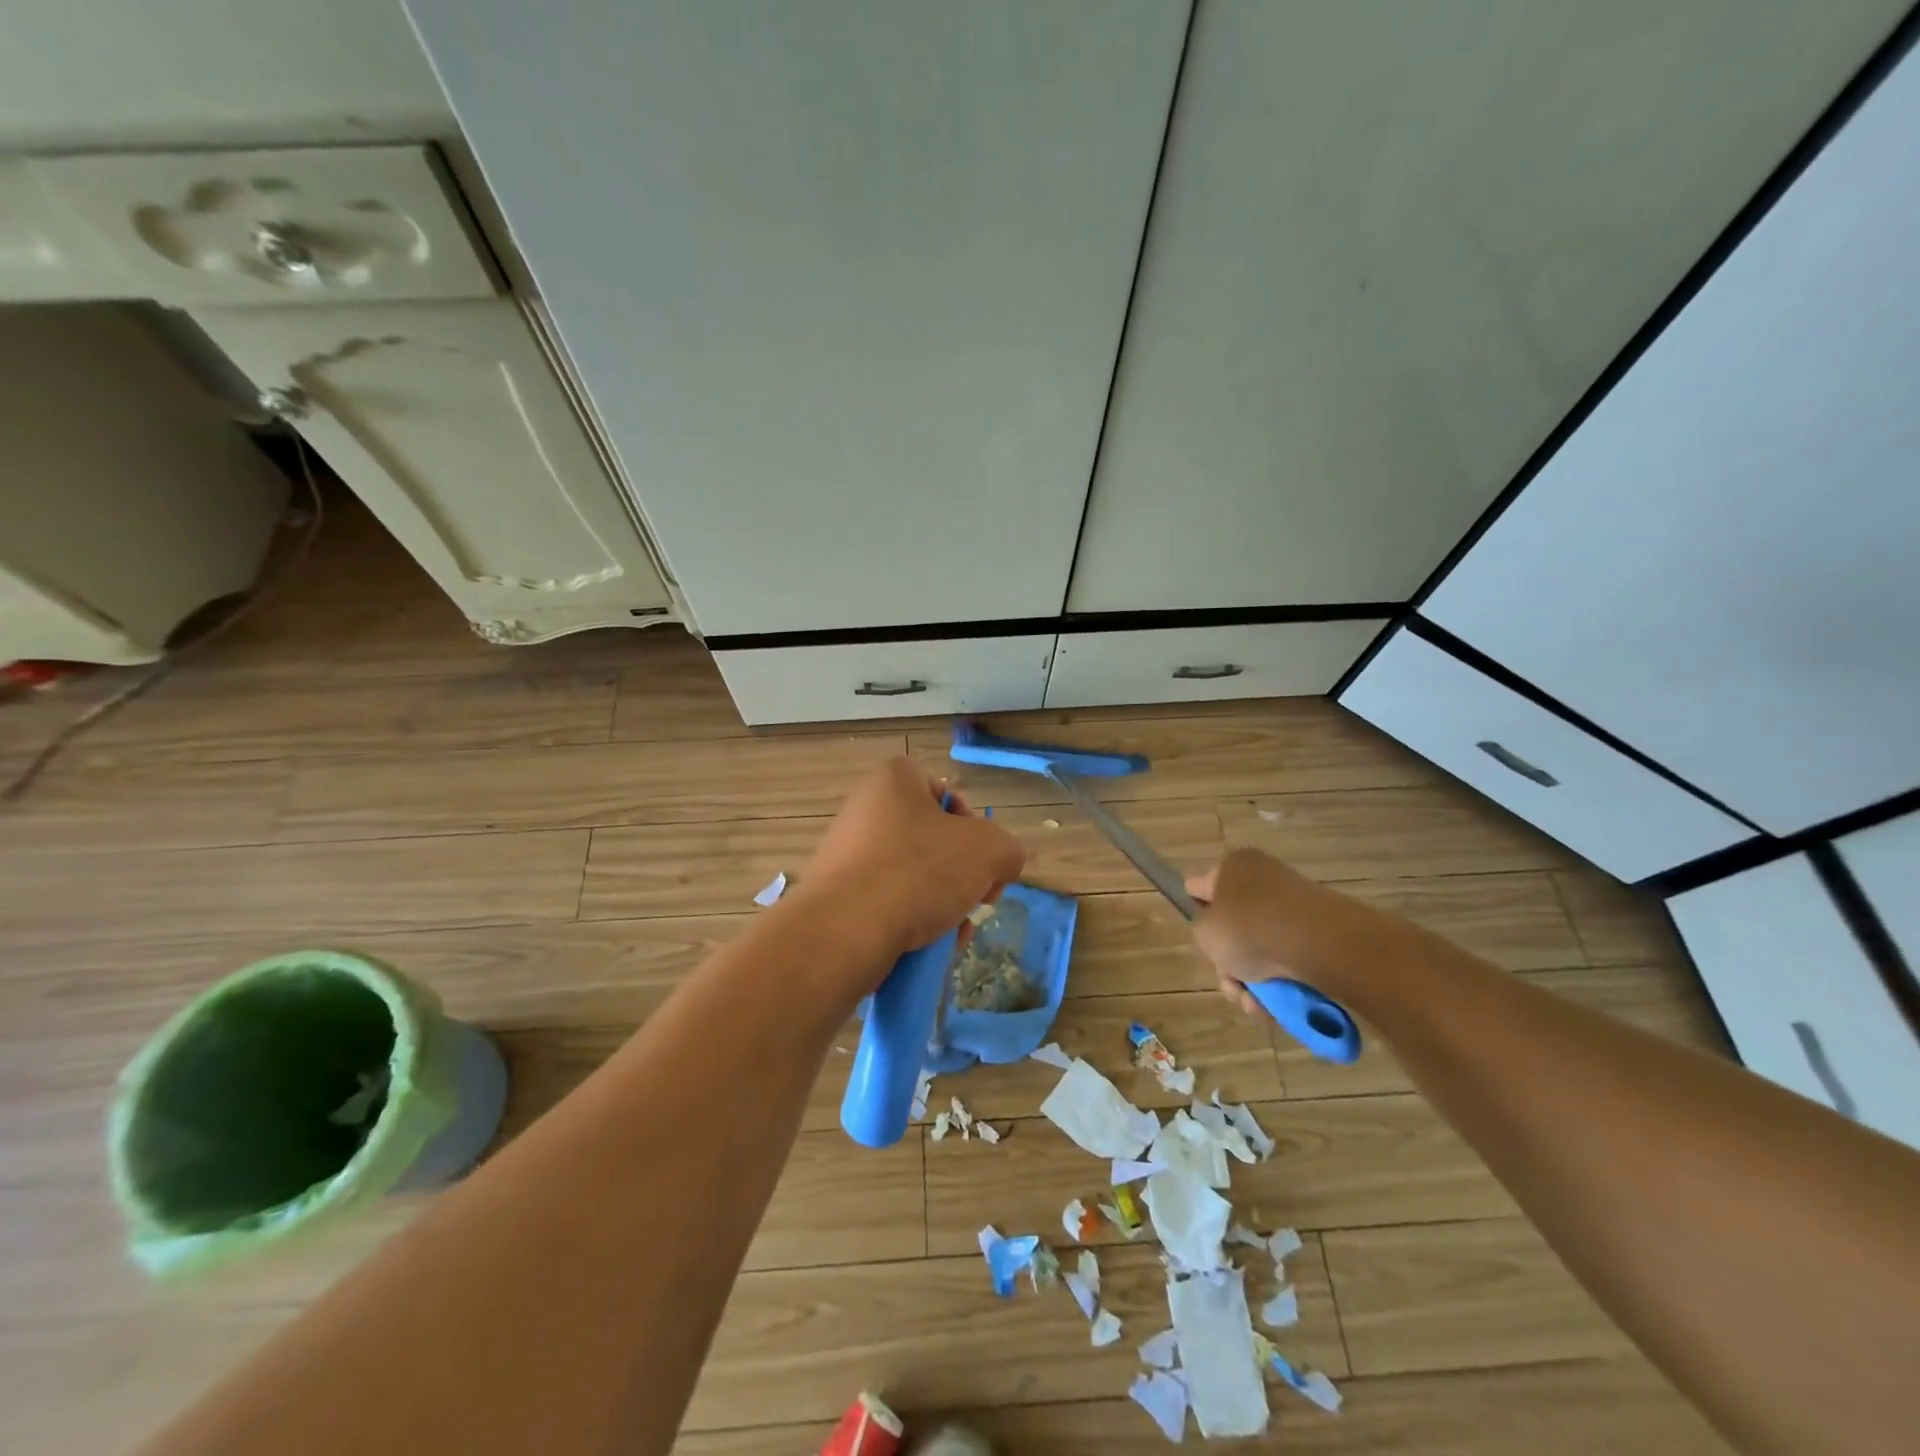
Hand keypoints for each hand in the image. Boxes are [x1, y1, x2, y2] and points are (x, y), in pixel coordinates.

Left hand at [802, 757, 1026, 963]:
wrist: (845, 930)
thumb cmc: (918, 871)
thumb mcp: (989, 851)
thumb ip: (1007, 849)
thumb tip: (1001, 864)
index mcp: (894, 780)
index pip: (947, 792)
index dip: (974, 825)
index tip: (983, 859)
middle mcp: (865, 809)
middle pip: (933, 839)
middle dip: (962, 874)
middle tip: (976, 900)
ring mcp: (847, 853)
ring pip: (914, 876)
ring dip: (943, 903)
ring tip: (955, 932)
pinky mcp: (837, 895)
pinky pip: (888, 902)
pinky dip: (912, 920)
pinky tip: (930, 947)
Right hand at [1186, 848, 1392, 1014]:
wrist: (1316, 943)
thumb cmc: (1248, 927)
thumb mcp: (1204, 930)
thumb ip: (1201, 927)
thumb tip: (1217, 926)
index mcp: (1233, 867)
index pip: (1203, 887)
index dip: (1197, 912)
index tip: (1202, 939)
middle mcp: (1264, 879)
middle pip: (1235, 927)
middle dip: (1230, 963)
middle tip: (1230, 984)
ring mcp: (1294, 905)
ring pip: (1261, 949)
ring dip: (1252, 982)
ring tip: (1254, 1003)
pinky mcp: (1320, 931)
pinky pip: (1289, 958)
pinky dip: (1280, 982)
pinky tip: (1274, 1004)